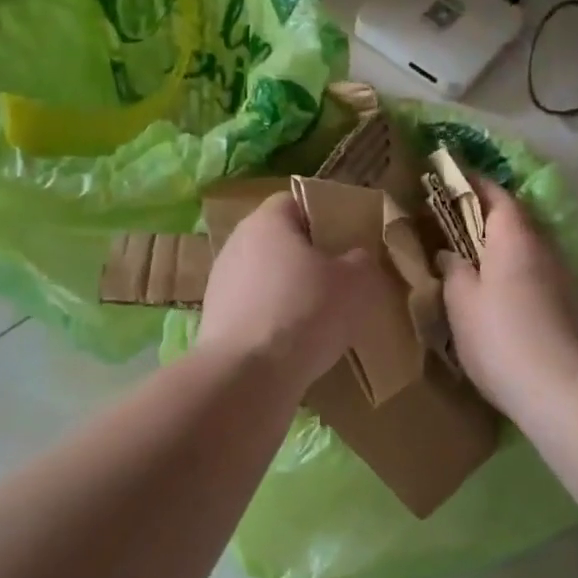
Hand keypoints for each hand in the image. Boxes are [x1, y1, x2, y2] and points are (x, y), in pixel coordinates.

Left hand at [198, 192, 380, 393]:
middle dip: (310, 257)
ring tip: (322, 316)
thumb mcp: (356, 282)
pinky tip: (296, 342)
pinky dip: (275, 320)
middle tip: (342, 278)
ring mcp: (220, 283)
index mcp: (267, 221)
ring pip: (267, 278)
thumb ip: (362, 260)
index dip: (326, 215)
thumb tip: (356, 258)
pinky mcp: (215, 321)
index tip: (349, 238)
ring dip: (291, 291)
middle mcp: (236, 244)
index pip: (296, 201)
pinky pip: (255, 310)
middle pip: (280, 241)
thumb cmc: (304, 312)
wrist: (246, 376)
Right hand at [439, 179, 577, 417]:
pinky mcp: (573, 306)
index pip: (497, 195)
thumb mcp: (461, 302)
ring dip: (504, 247)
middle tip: (456, 222)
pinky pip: (539, 274)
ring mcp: (565, 278)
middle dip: (488, 216)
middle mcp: (546, 249)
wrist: (562, 392)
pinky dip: (518, 273)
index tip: (451, 178)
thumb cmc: (500, 338)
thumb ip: (453, 269)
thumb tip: (451, 253)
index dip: (474, 184)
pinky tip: (502, 296)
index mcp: (515, 238)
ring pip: (530, 249)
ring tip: (475, 260)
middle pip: (517, 220)